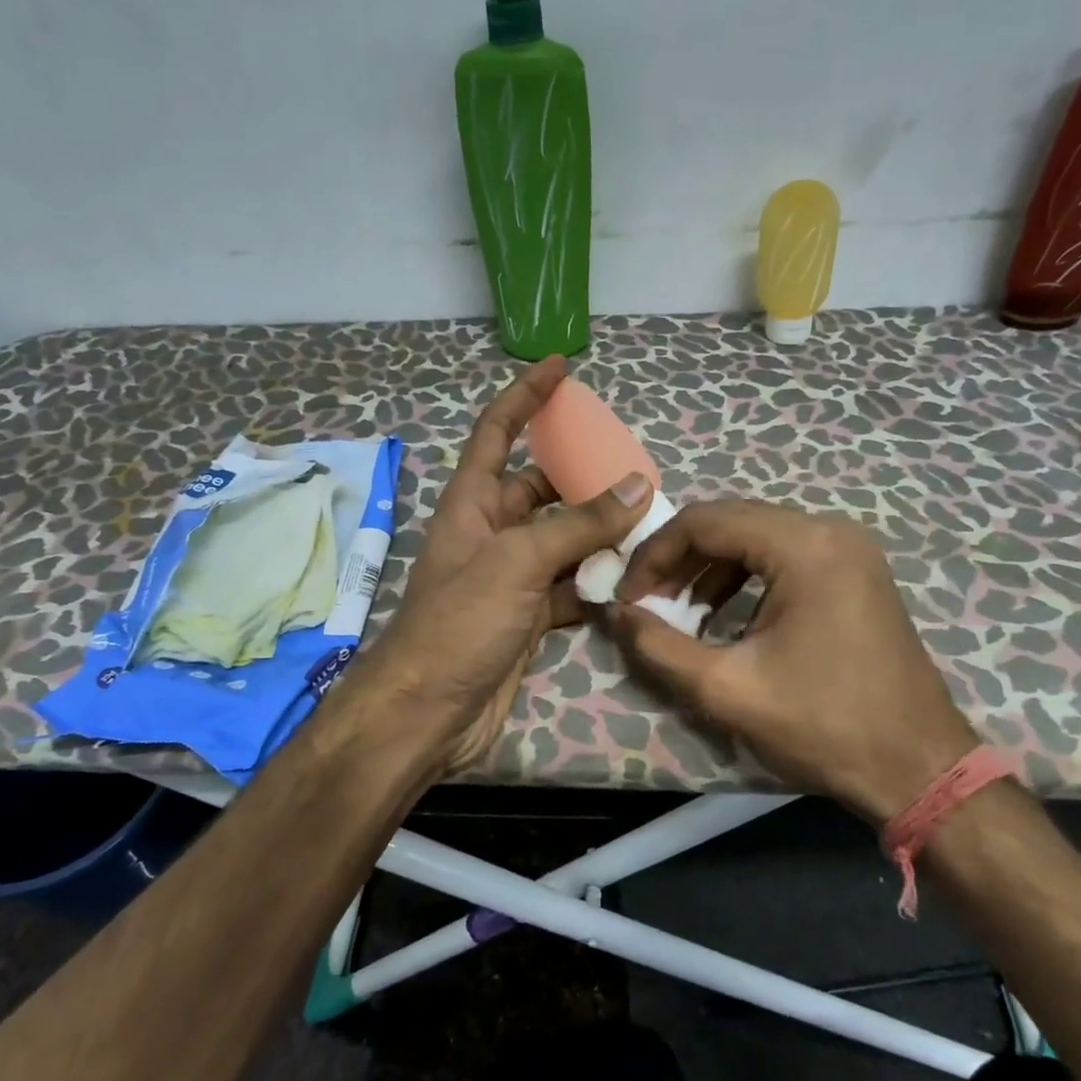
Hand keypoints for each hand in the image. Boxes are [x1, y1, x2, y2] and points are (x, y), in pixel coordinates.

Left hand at [360, 357, 653, 776]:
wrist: (429, 712)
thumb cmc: (460, 622)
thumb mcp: (518, 562)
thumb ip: (579, 524)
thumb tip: (638, 485)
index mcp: (473, 503)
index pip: (497, 432)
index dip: (526, 396)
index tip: (560, 367)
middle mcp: (491, 532)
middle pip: (542, 490)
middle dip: (584, 479)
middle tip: (637, 474)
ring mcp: (511, 576)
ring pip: (563, 540)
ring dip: (600, 534)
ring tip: (650, 525)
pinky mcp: (528, 616)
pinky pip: (570, 586)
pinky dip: (598, 583)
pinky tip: (633, 581)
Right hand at [610, 500, 977, 822]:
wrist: (919, 769)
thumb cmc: (824, 726)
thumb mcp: (727, 689)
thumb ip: (658, 646)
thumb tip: (614, 613)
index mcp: (804, 545)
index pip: (705, 521)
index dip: (655, 553)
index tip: (628, 595)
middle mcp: (829, 530)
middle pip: (731, 521)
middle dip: (679, 559)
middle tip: (647, 602)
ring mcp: (848, 548)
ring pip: (756, 536)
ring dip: (709, 568)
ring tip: (679, 613)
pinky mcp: (855, 570)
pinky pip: (783, 555)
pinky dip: (744, 577)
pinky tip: (723, 617)